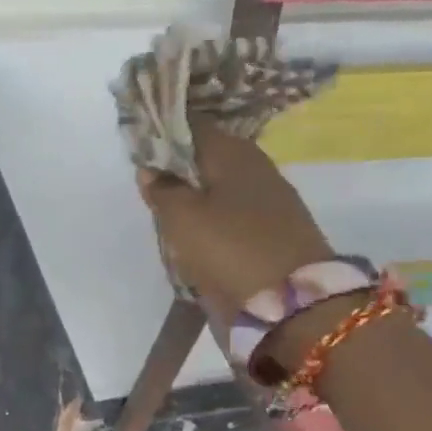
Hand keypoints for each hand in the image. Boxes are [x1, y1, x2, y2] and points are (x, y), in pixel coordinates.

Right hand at [137, 124, 334, 321]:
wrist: (293, 304)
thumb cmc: (229, 248)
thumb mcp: (181, 217)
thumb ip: (162, 189)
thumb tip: (151, 169)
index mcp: (233, 151)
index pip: (191, 126)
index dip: (163, 134)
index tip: (138, 150)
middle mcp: (255, 166)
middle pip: (206, 157)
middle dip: (177, 169)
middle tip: (149, 187)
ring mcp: (270, 199)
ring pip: (219, 187)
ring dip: (194, 197)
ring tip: (167, 215)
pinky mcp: (275, 230)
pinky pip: (233, 213)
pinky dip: (213, 219)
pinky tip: (195, 234)